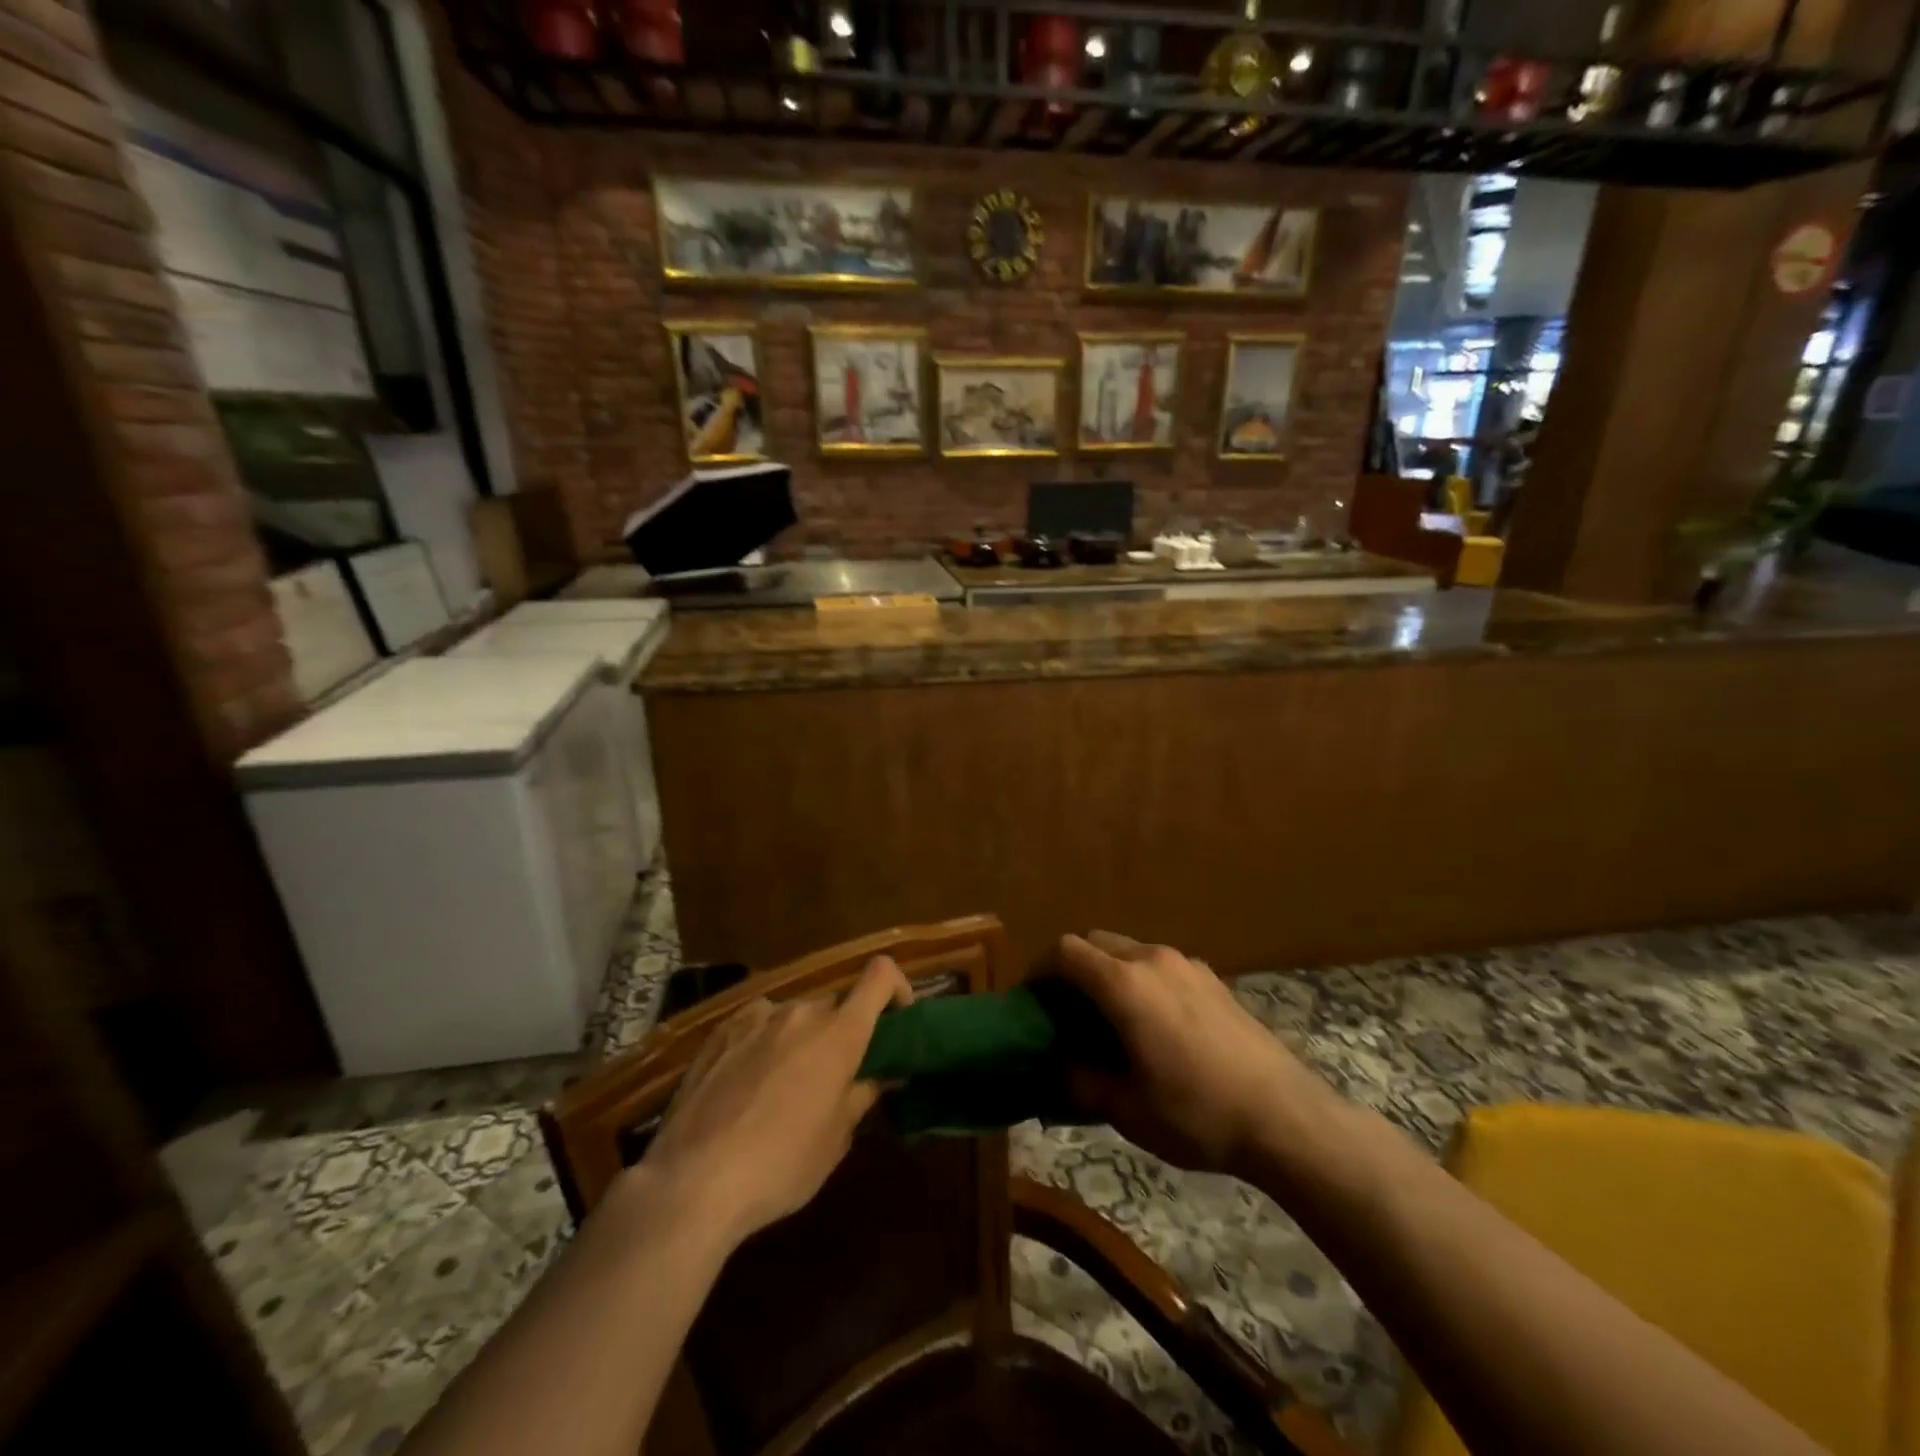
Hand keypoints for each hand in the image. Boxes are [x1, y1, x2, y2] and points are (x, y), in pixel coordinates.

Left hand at [635, 956, 912, 1246]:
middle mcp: (800, 1012)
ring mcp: (755, 1017)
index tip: (896, 1021)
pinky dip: (764, 1042)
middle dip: (842, 1031)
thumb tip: (882, 1075)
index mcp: (839, 1032)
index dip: (897, 988)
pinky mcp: (719, 1031)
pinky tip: (746, 1085)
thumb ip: (862, 1095)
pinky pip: (757, 1025)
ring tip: (783, 1086)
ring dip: (800, 1038)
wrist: (692, 1181)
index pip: (881, 975)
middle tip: (835, 1076)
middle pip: (835, 1005)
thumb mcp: (835, 1140)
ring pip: (794, 1016)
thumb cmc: (780, 1165)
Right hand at [1057, 931, 1332, 1176]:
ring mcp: (1187, 964)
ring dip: (1108, 972)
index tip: (1031, 1000)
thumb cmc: (1197, 1113)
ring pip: (1130, 950)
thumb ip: (1081, 1079)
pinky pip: (1160, 965)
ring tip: (1109, 1017)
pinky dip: (1140, 979)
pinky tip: (1154, 1023)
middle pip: (1095, 942)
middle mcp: (1152, 959)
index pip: (1065, 951)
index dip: (1039, 970)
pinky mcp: (1213, 978)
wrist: (1286, 1117)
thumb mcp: (1127, 1110)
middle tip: (1065, 1009)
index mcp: (1124, 984)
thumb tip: (1059, 1063)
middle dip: (1072, 967)